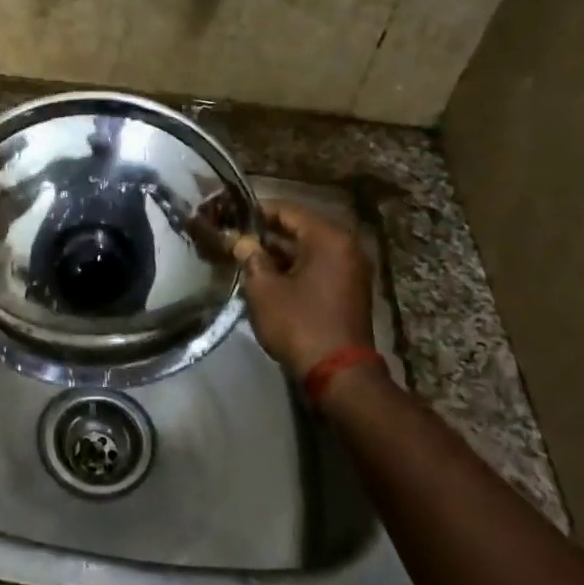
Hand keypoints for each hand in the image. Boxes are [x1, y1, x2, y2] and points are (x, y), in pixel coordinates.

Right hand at [233, 203, 378, 383]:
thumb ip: (251, 258)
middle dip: (267, 233)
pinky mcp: (350, 288)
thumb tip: (241, 241)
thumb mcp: (264, 289)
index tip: (231, 216)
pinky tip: (268, 275)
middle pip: (300, 228)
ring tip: (246, 257)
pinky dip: (295, 267)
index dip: (257, 212)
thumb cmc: (299, 324)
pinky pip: (319, 265)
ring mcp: (351, 268)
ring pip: (309, 248)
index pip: (288, 210)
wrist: (338, 373)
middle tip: (236, 237)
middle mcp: (346, 246)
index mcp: (328, 238)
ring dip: (280, 252)